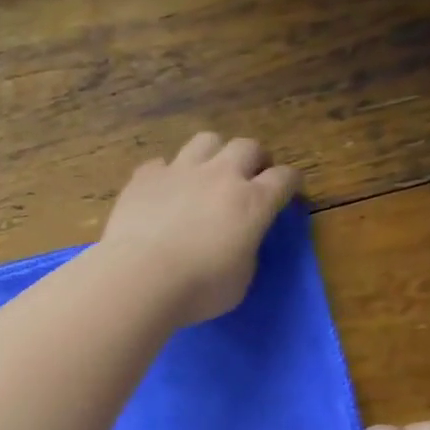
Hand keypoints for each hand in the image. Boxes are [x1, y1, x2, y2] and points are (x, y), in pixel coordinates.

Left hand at [100, 132, 301, 326]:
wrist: (139, 278)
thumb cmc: (198, 289)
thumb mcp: (241, 279)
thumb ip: (247, 250)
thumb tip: (240, 239)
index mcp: (252, 202)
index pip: (284, 177)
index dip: (290, 183)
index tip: (288, 191)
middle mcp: (220, 176)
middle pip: (247, 146)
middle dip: (255, 159)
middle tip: (250, 178)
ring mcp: (180, 170)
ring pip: (206, 140)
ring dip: (214, 154)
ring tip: (208, 174)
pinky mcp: (145, 176)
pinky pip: (161, 163)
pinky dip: (167, 174)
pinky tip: (163, 192)